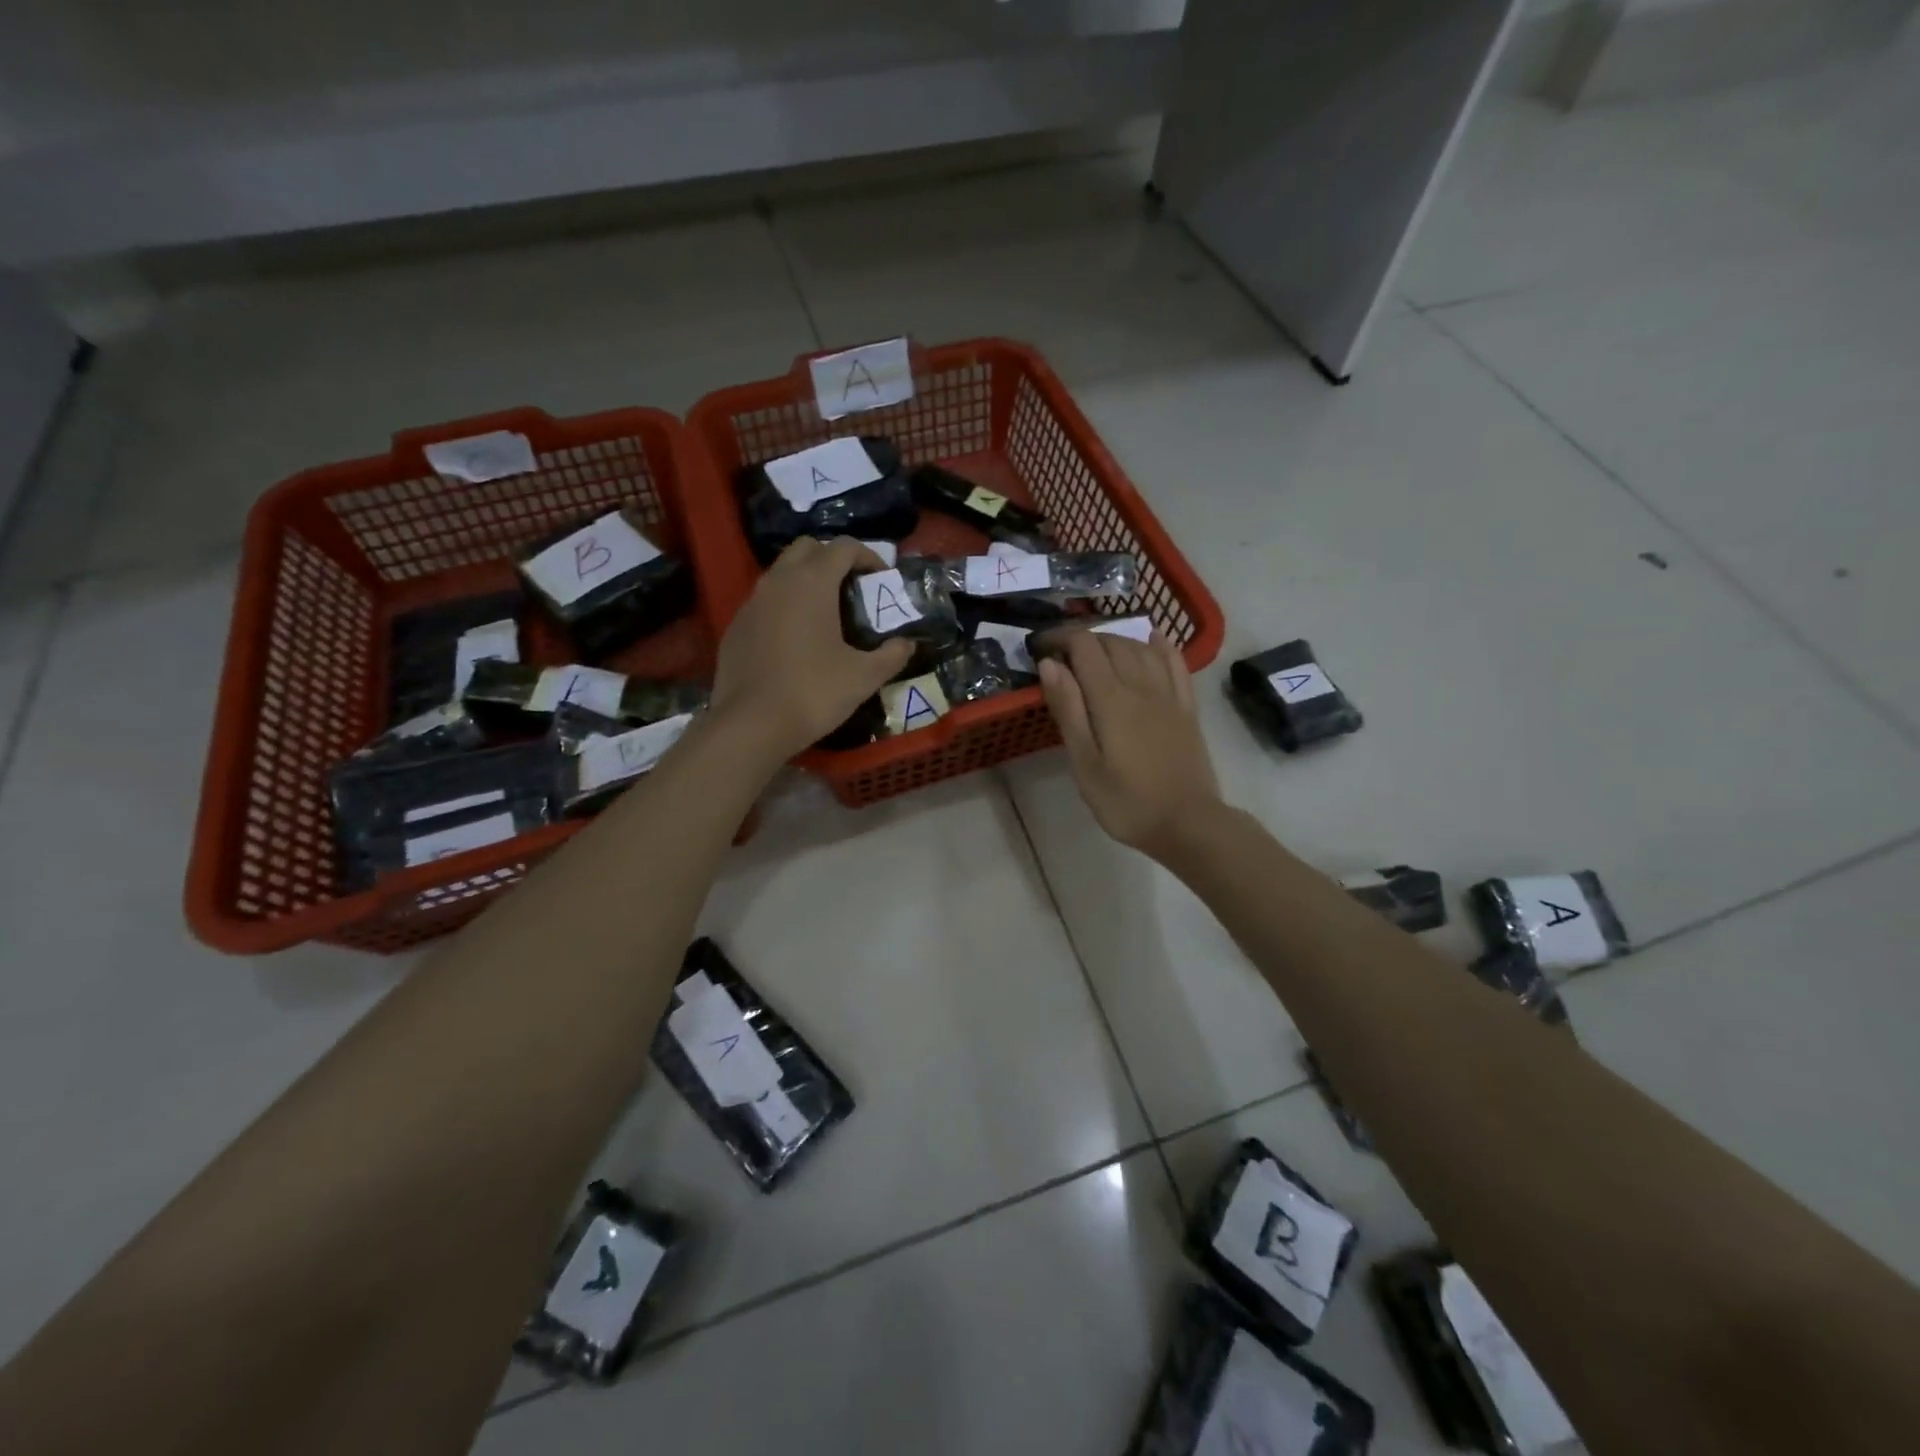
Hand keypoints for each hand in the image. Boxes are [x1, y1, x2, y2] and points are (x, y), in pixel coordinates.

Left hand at [710, 537, 913, 762]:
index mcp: (812, 583)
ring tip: (826, 613)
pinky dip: (784, 606)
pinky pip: (764, 601)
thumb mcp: (864, 677)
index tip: (882, 578)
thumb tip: (907, 644)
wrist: (751, 725)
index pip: (843, 548)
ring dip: (806, 581)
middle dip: (833, 559)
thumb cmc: (813, 692)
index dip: (868, 556)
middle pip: (807, 548)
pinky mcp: (736, 626)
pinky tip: (796, 639)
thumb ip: (891, 655)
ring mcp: (751, 602)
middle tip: (852, 589)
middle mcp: (778, 581)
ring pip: (782, 573)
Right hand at [1037, 629, 1222, 860]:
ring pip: (1141, 648)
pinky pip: (1175, 663)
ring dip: (1115, 640)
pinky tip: (1152, 640)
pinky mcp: (1187, 708)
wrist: (1188, 824)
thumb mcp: (1085, 763)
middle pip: (1112, 642)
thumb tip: (1050, 665)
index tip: (1040, 647)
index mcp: (1111, 699)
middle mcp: (1142, 686)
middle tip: (1061, 655)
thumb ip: (1068, 710)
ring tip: (1095, 651)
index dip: (1060, 638)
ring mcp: (1169, 695)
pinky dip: (1160, 645)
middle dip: (1083, 639)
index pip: (1084, 647)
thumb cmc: (1127, 801)